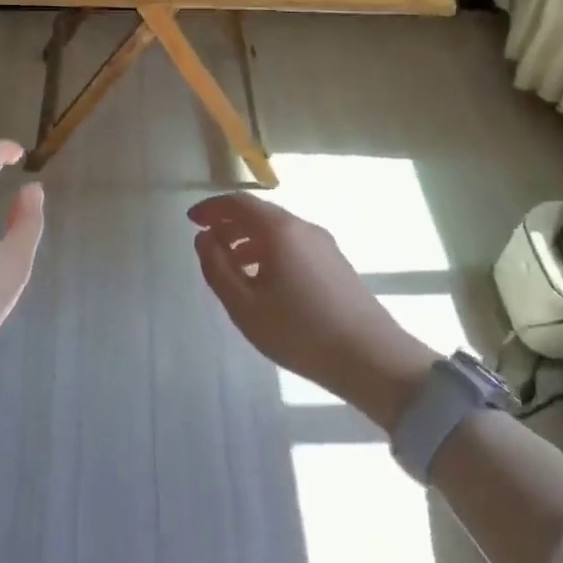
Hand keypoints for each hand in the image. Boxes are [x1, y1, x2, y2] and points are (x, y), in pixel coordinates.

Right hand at [189, 192, 439, 429]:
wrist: (371, 359)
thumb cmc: (299, 331)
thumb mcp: (244, 305)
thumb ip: (217, 267)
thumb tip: (204, 238)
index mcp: (280, 230)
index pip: (238, 203)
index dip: (211, 208)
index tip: (191, 220)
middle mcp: (303, 228)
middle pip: (259, 214)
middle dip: (229, 223)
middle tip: (207, 243)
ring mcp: (324, 245)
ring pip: (277, 231)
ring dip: (248, 240)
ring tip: (231, 266)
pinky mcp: (336, 263)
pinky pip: (293, 245)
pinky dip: (269, 251)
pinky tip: (263, 281)